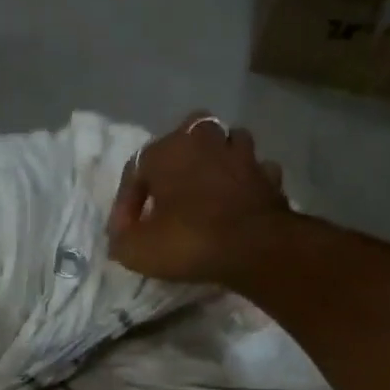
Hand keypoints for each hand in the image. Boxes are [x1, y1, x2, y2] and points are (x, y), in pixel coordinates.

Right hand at [107, 113, 292, 285]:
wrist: (256, 248)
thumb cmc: (189, 241)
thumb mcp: (136, 250)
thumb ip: (120, 238)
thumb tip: (122, 233)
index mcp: (168, 150)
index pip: (135, 169)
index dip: (126, 203)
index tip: (125, 233)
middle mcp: (206, 139)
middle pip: (184, 140)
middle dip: (174, 164)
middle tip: (168, 196)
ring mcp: (243, 154)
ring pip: (223, 147)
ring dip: (213, 163)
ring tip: (205, 191)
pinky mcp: (269, 175)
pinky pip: (252, 172)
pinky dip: (244, 182)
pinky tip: (238, 199)